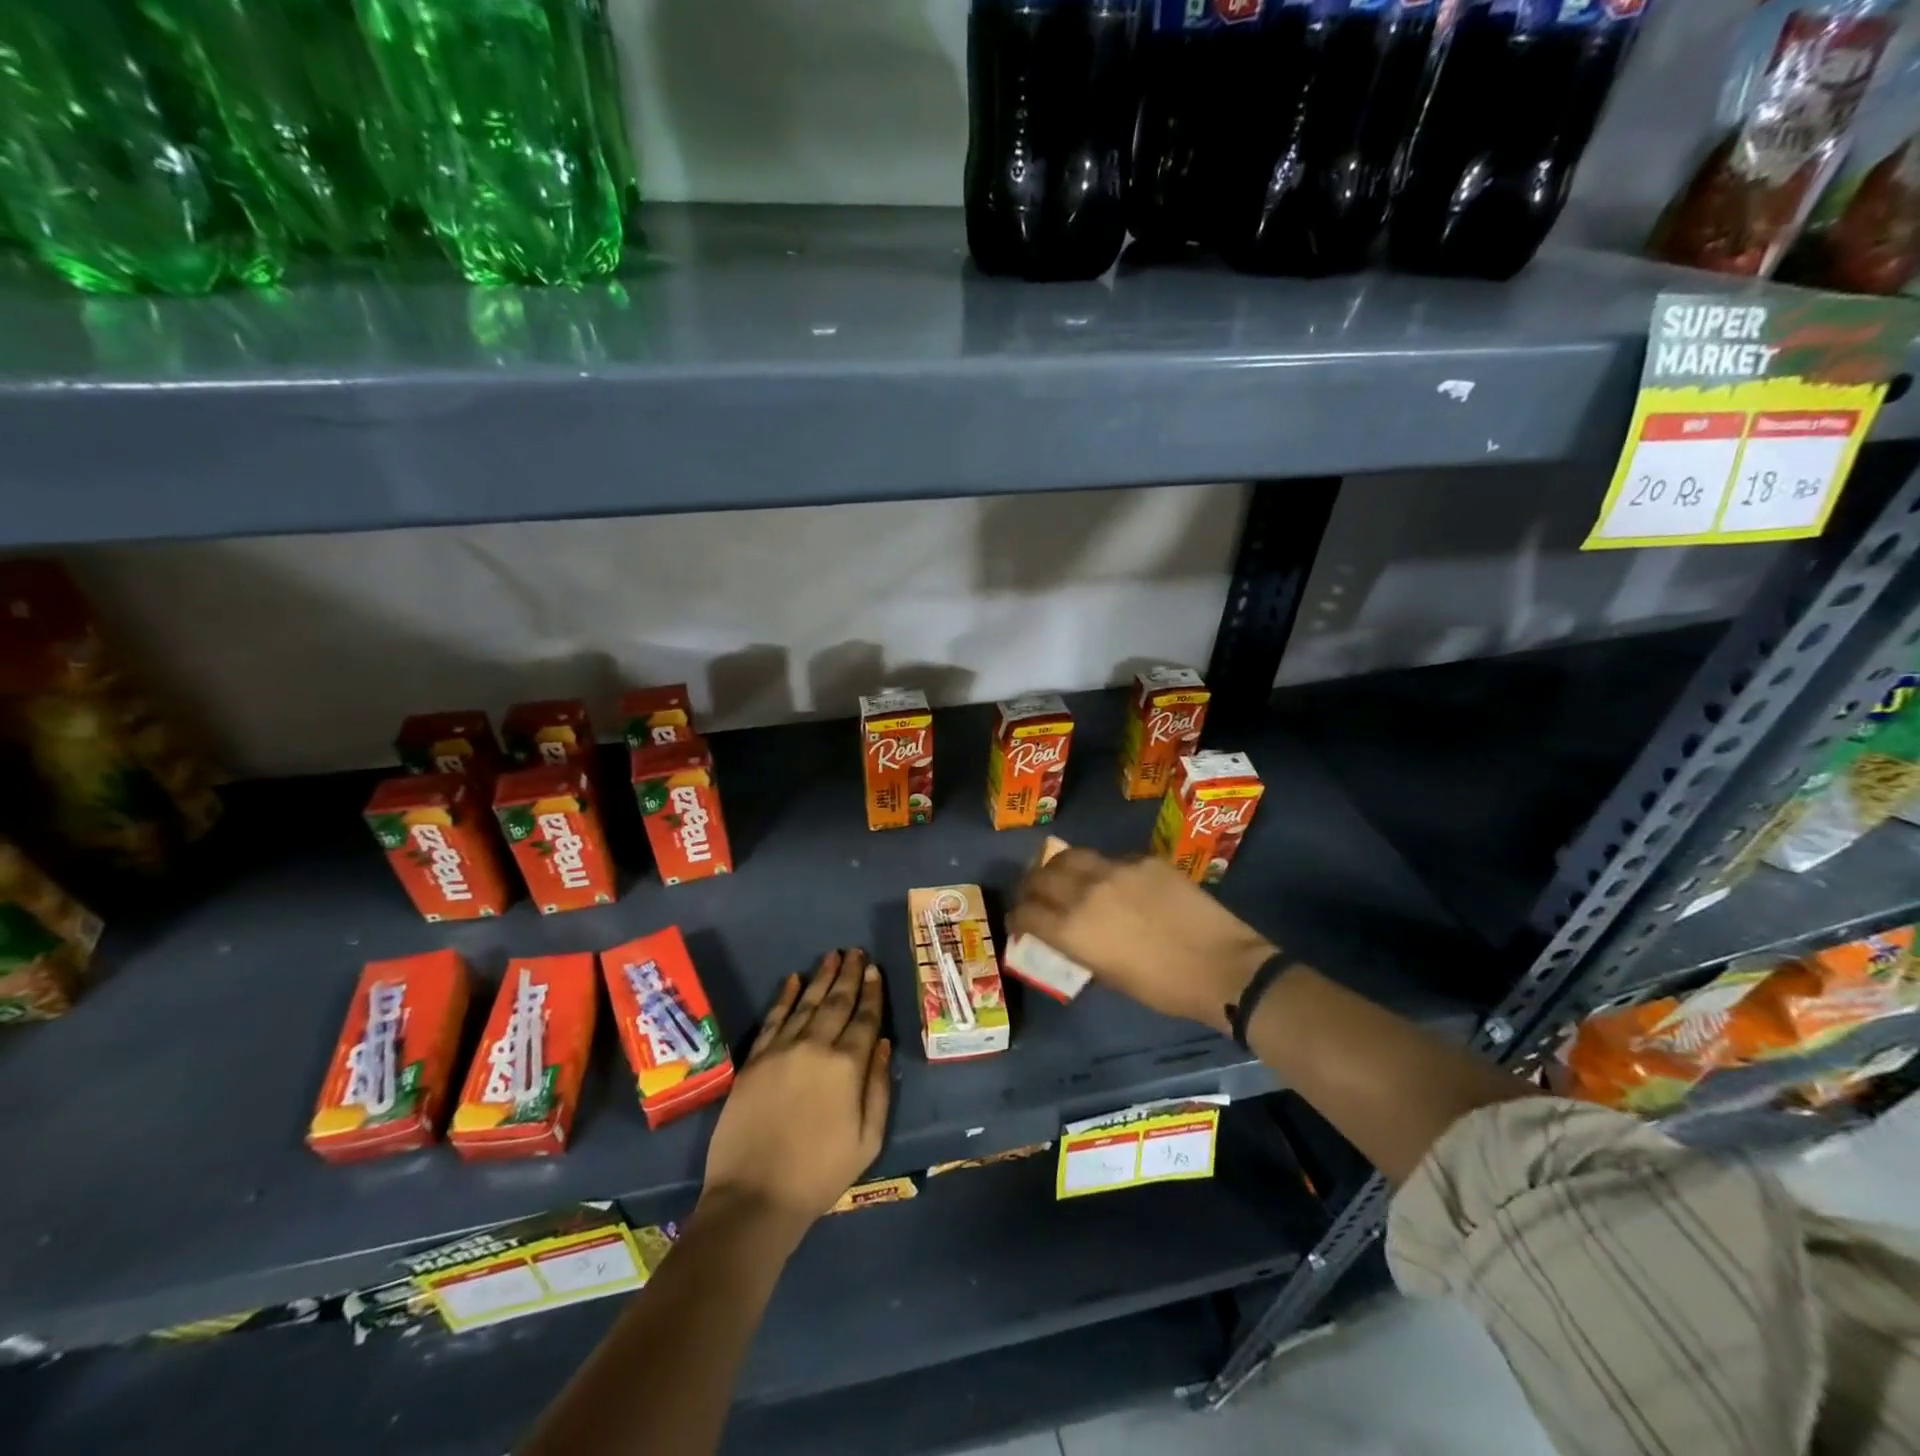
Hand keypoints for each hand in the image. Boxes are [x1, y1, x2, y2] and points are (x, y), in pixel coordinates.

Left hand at [700, 948, 891, 1241]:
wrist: (754, 1197)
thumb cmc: (819, 1174)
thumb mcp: (867, 1139)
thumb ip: (878, 1087)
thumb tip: (883, 1044)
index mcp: (847, 1066)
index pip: (865, 1018)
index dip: (871, 992)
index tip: (874, 969)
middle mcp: (815, 1047)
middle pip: (836, 1002)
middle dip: (848, 975)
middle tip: (856, 951)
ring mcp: (780, 1050)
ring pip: (805, 1003)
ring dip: (820, 977)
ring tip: (832, 956)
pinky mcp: (754, 1061)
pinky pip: (773, 1019)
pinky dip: (784, 997)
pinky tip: (792, 980)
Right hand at [1009, 849, 1274, 1032]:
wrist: (1220, 966)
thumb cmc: (1163, 988)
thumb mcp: (1109, 976)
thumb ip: (1080, 948)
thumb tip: (1068, 935)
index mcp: (1072, 929)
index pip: (1026, 913)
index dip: (1016, 917)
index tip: (1018, 921)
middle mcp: (1085, 892)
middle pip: (1041, 877)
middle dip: (1031, 886)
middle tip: (1034, 894)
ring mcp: (1116, 870)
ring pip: (1072, 856)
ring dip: (1060, 867)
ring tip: (1064, 875)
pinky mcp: (1144, 859)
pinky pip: (1113, 859)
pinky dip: (1105, 869)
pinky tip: (1117, 881)